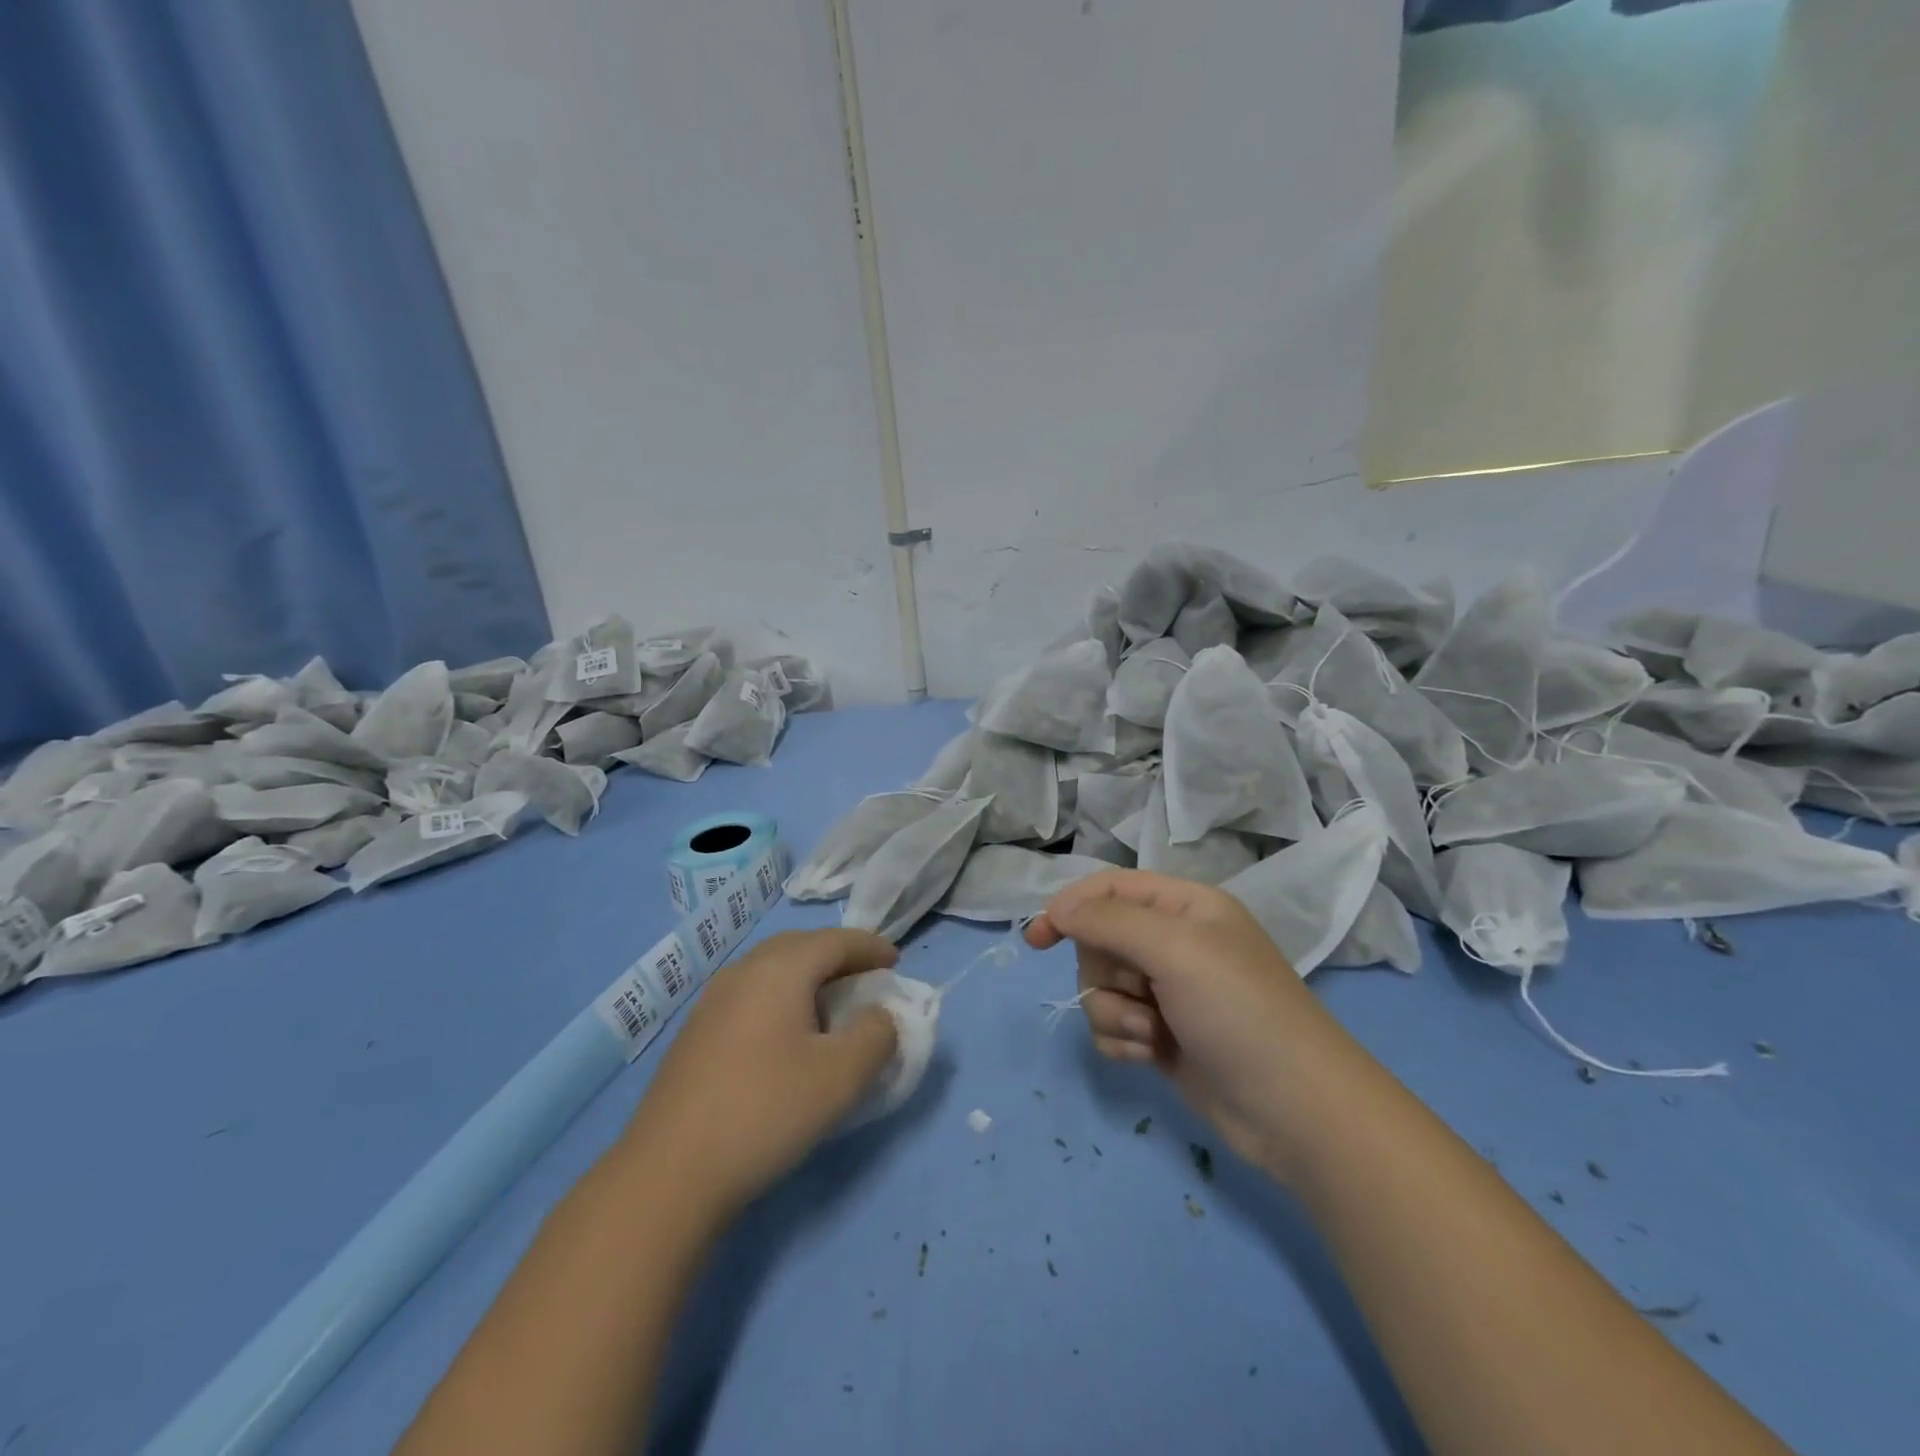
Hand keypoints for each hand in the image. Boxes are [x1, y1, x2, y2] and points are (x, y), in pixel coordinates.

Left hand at [623, 929, 898, 1215]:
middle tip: (865, 978)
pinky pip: (751, 994)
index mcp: (780, 969)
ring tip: (829, 1005)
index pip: (835, 940)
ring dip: (807, 976)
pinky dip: (780, 997)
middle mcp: (743, 971)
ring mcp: (712, 1000)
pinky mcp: (695, 1032)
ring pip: (771, 969)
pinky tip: (785, 1035)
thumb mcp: (841, 1077)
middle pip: (800, 946)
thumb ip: (876, 1036)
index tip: (896, 961)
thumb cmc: (765, 1111)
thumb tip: (880, 1015)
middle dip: (837, 955)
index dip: (870, 947)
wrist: (669, 1172)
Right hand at [1026, 870, 1354, 1180]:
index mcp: (1184, 906)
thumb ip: (1109, 921)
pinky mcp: (1159, 1035)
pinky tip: (1151, 1056)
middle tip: (1140, 991)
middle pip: (1098, 940)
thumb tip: (1057, 909)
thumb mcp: (1176, 949)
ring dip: (1114, 1012)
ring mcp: (1166, 992)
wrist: (1294, 1112)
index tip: (1036, 938)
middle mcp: (1173, 942)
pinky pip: (1110, 1025)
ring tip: (1152, 1033)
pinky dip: (1122, 1040)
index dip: (1069, 907)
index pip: (1109, 889)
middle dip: (1106, 972)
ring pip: (1098, 987)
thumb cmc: (1239, 1012)